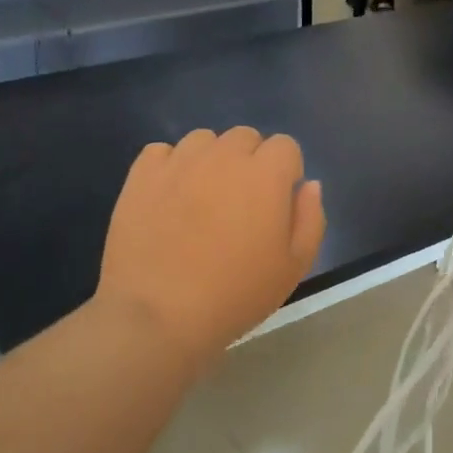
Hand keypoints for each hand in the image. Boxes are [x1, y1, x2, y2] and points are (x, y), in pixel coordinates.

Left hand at [96, 127, 325, 376]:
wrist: (158, 315)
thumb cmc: (235, 295)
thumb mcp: (294, 266)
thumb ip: (310, 218)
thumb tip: (308, 185)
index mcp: (265, 174)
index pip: (286, 146)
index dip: (286, 172)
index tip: (277, 203)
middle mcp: (224, 156)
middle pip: (245, 137)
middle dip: (250, 161)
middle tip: (240, 204)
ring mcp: (179, 162)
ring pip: (204, 140)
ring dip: (211, 160)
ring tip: (202, 199)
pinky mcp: (142, 174)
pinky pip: (162, 152)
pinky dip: (170, 167)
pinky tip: (168, 198)